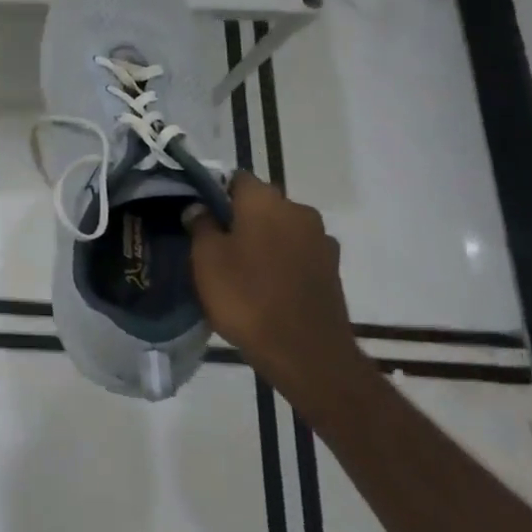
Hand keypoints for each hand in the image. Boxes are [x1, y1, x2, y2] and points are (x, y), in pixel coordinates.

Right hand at [186, 172, 362, 397]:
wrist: (306, 353)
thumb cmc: (247, 297)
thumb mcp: (206, 259)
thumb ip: (200, 225)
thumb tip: (199, 208)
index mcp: (265, 200)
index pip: (236, 179)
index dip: (214, 193)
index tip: (199, 215)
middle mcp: (298, 210)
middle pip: (261, 203)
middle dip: (239, 217)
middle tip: (215, 244)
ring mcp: (321, 240)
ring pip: (281, 229)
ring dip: (263, 240)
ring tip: (241, 269)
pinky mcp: (332, 269)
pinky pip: (297, 254)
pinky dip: (282, 261)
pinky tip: (266, 286)